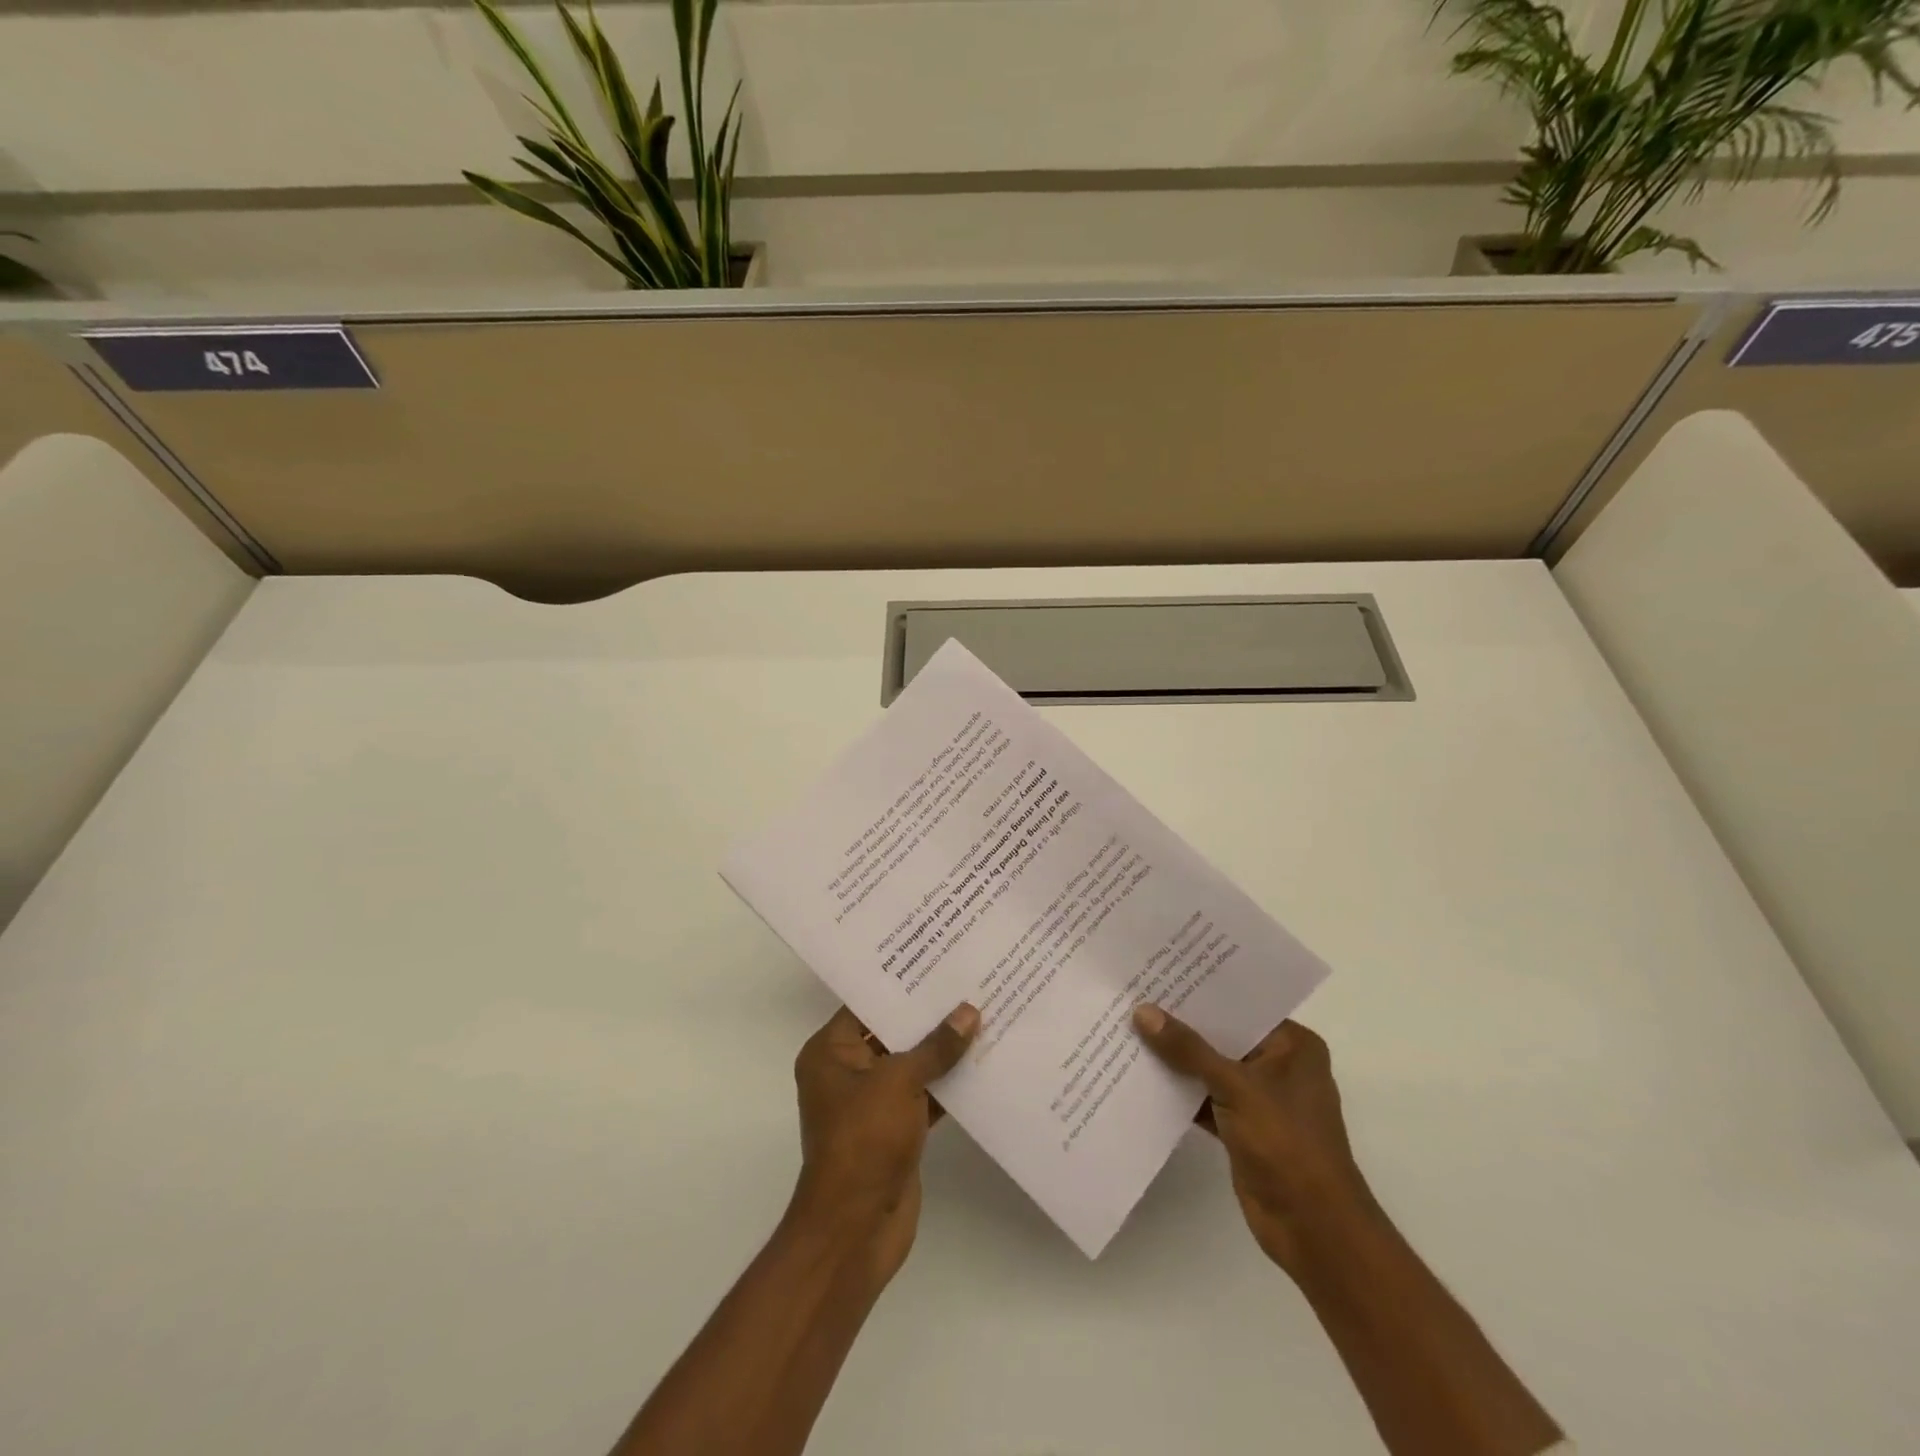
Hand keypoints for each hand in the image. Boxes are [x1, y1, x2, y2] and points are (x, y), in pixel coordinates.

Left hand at [789, 1002, 979, 1286]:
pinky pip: (924, 1095)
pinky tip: (982, 1063)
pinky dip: (948, 1084)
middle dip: (928, 1016)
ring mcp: (872, 1104)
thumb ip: (935, 1047)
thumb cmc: (864, 1141)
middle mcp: (847, 1073)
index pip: (866, 1005)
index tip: (936, 961)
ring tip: (983, 1015)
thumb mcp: (898, 1082)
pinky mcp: (896, 1129)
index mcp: (830, 1053)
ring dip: (942, 1050)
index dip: (900, 985)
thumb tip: (969, 1012)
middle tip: (967, 983)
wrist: (856, 1229)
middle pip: (891, 1033)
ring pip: (911, 1065)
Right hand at [1132, 1007, 1374, 1277]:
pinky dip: (1179, 1092)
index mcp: (1292, 1046)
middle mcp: (1278, 1066)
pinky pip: (1204, 1098)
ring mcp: (1260, 1099)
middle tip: (1135, 996)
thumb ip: (1188, 1049)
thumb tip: (1143, 1012)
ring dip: (1176, 1059)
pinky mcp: (1241, 1128)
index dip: (1202, 991)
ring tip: (1129, 1028)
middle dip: (1182, 1024)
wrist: (1313, 1229)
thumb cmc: (1287, 1144)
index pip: (1241, 1006)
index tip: (1160, 972)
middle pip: (1222, 1036)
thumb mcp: (1235, 1086)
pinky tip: (1141, 1076)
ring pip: (1209, 1068)